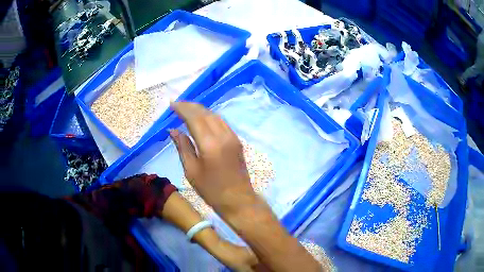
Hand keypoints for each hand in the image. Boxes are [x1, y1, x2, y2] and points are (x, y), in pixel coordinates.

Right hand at [169, 102, 256, 217]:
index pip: (194, 118)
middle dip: (190, 106)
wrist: (238, 199)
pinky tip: (202, 119)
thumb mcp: (191, 170)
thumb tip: (173, 130)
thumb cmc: (211, 189)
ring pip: (215, 116)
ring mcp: (233, 137)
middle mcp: (223, 135)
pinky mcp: (237, 140)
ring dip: (200, 110)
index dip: (182, 109)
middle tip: (177, 104)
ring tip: (187, 109)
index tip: (171, 104)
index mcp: (210, 144)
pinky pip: (222, 122)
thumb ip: (183, 147)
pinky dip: (210, 117)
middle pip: (205, 113)